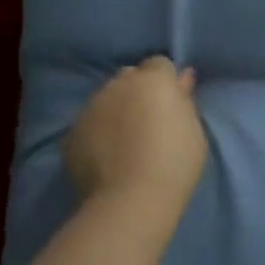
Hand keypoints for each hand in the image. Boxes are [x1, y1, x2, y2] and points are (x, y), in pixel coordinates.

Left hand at [64, 57, 206, 223]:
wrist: (132, 199)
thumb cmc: (174, 162)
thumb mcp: (193, 130)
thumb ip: (184, 100)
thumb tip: (183, 78)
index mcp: (152, 80)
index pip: (159, 65)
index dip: (166, 83)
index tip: (171, 105)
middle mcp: (117, 85)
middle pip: (129, 77)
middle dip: (138, 91)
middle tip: (148, 121)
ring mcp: (90, 108)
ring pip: (105, 100)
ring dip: (115, 111)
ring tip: (125, 142)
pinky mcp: (71, 133)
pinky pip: (88, 125)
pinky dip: (97, 133)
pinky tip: (107, 157)